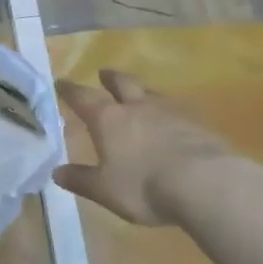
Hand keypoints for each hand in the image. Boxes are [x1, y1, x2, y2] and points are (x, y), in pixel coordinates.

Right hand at [54, 69, 239, 225]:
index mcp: (109, 120)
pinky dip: (169, 112)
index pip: (83, 98)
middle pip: (122, 83)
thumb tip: (57, 172)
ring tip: (140, 93)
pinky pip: (178, 111)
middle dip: (110, 78)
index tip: (61, 83)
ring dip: (142, 91)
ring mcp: (170, 113)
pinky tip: (173, 121)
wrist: (205, 183)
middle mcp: (137, 108)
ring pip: (152, 93)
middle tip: (104, 73)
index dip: (70, 90)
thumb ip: (81, 179)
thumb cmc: (144, 186)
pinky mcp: (197, 124)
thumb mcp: (105, 190)